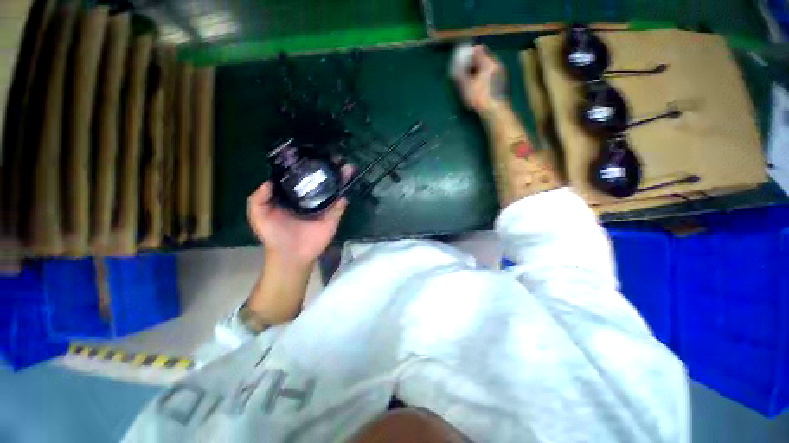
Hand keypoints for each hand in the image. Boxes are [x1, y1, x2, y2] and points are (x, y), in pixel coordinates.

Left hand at [247, 165, 352, 265]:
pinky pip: (340, 205)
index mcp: (294, 196)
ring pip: (334, 190)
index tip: (313, 153)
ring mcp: (323, 207)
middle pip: (322, 181)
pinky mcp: (333, 217)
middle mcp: (310, 198)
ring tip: (347, 167)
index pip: (302, 177)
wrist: (291, 255)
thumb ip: (258, 198)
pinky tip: (347, 186)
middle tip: (336, 157)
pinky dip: (343, 196)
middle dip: (329, 169)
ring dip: (341, 179)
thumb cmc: (274, 235)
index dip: (308, 166)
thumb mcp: (258, 215)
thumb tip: (269, 180)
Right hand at [452, 45, 507, 112]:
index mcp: (489, 62)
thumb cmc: (480, 98)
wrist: (495, 111)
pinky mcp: (502, 83)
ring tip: (471, 79)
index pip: (479, 50)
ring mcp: (502, 74)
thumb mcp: (467, 87)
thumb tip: (455, 67)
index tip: (461, 60)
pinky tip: (479, 86)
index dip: (469, 54)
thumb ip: (461, 74)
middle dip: (474, 62)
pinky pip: (492, 74)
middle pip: (485, 58)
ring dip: (479, 70)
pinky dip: (484, 76)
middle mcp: (497, 65)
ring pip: (488, 66)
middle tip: (464, 70)